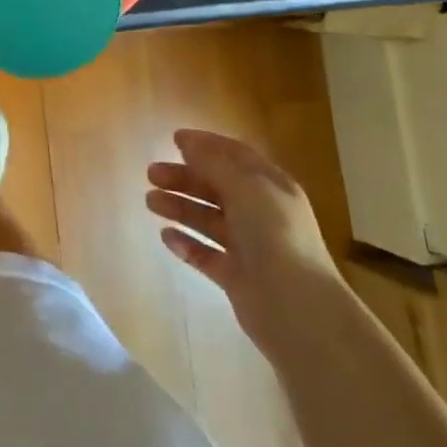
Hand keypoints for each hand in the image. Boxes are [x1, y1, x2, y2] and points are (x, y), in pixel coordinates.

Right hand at [145, 130, 340, 354]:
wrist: (296, 308)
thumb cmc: (274, 235)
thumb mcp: (245, 187)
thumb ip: (213, 163)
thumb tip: (188, 142)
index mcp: (270, 187)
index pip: (236, 156)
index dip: (206, 145)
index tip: (174, 139)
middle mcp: (260, 213)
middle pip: (216, 187)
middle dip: (184, 177)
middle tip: (151, 174)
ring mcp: (249, 247)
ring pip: (208, 219)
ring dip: (180, 207)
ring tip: (150, 202)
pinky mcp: (236, 277)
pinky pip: (206, 254)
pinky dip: (186, 244)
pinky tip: (166, 236)